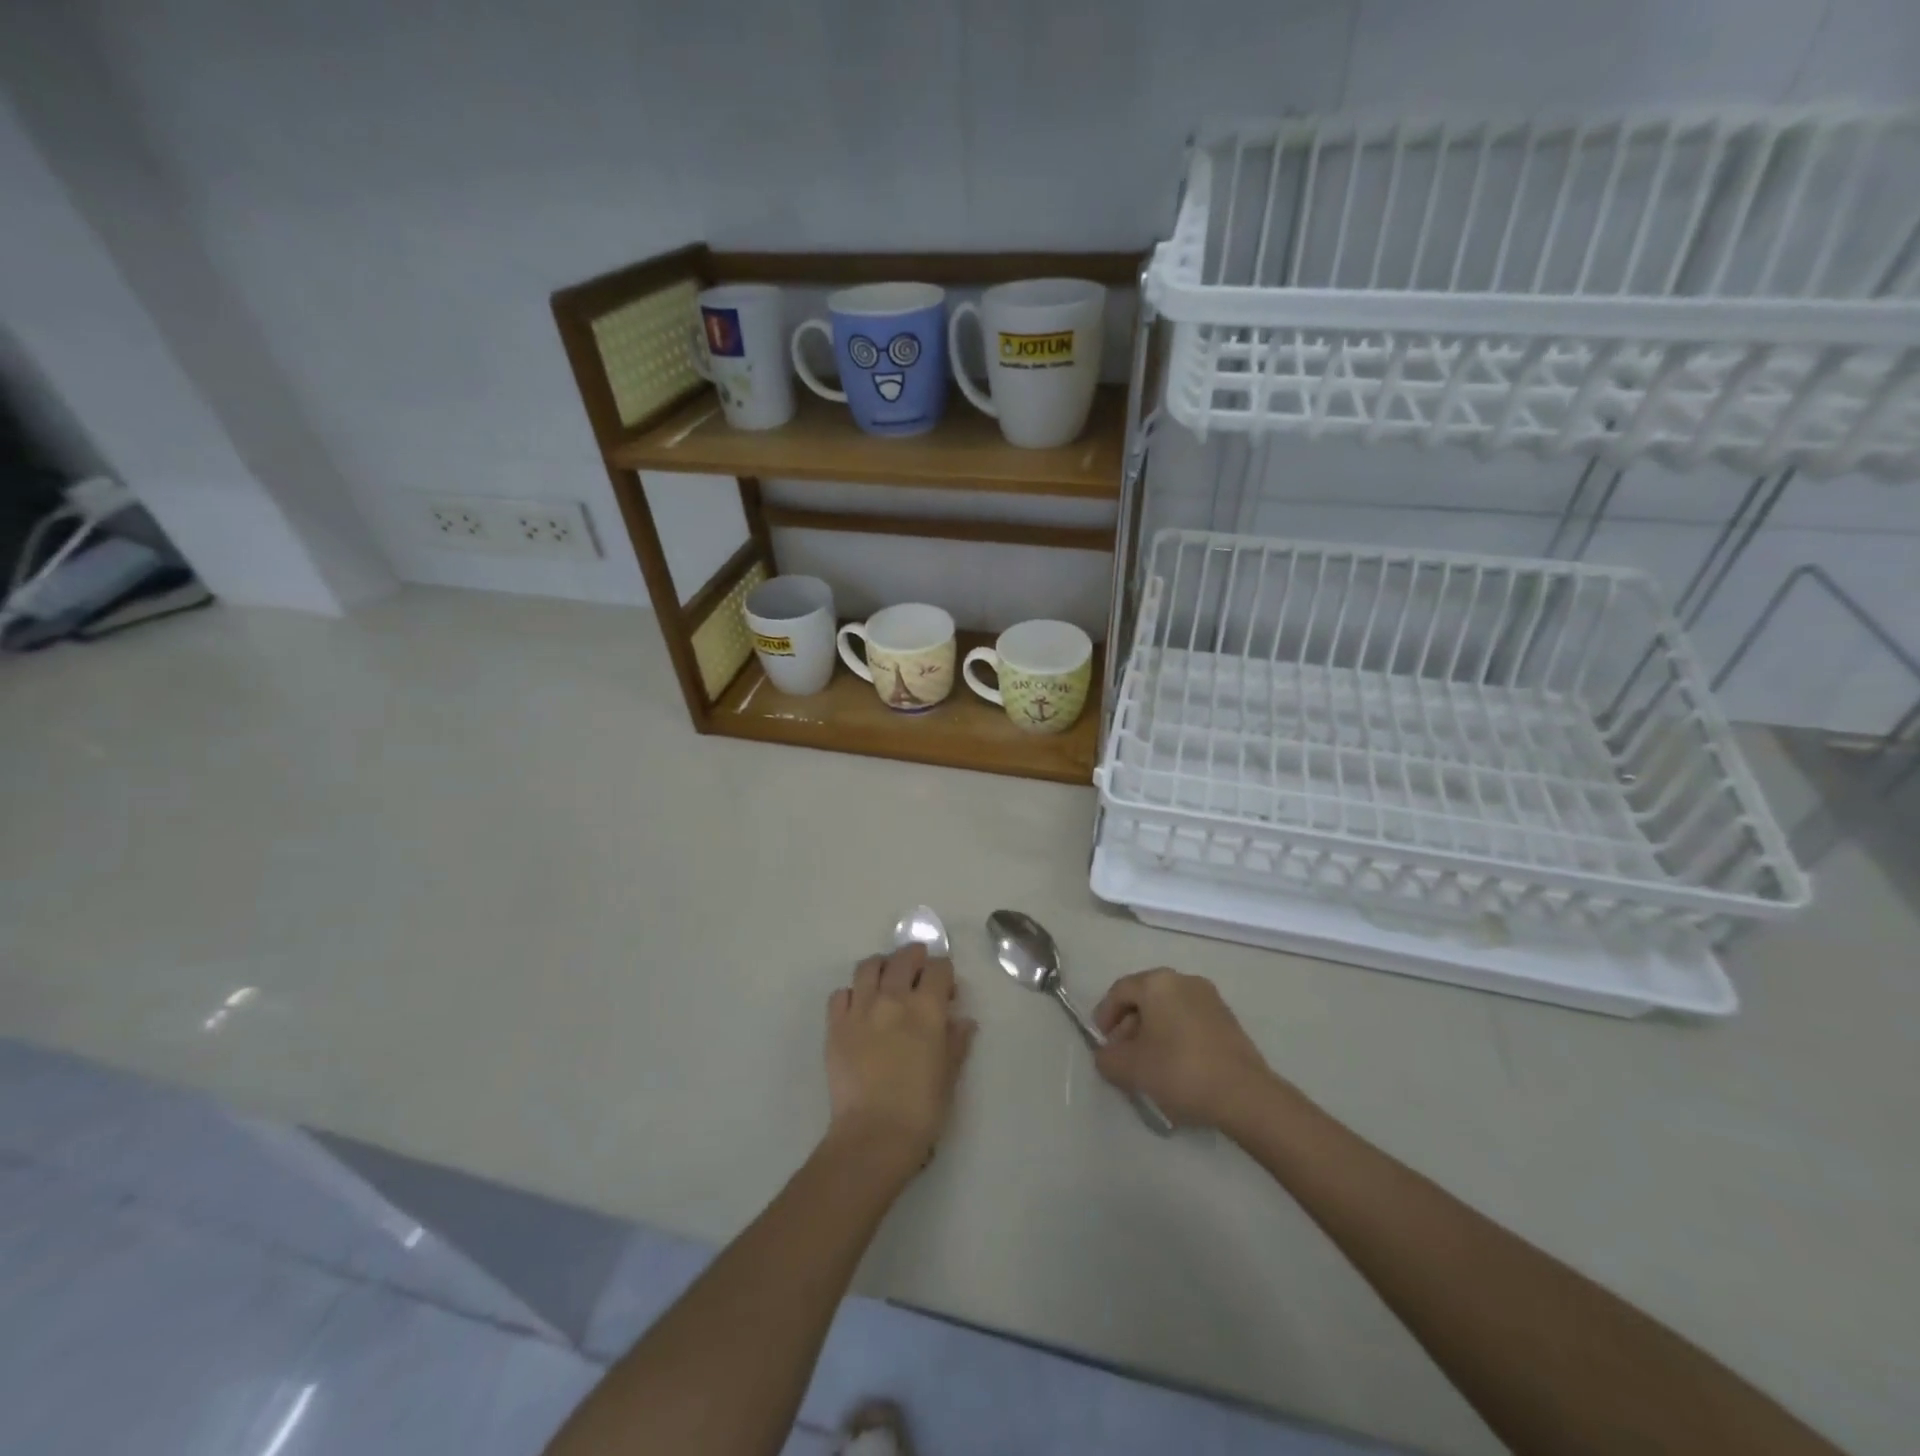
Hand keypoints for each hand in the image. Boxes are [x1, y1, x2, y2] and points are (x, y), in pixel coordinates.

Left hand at [825, 944, 976, 1171]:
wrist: (874, 1134)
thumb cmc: (922, 1108)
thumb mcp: (950, 1074)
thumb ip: (956, 1041)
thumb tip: (963, 1021)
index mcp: (926, 1008)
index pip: (938, 968)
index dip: (944, 972)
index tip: (946, 987)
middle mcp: (893, 998)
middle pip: (903, 958)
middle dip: (914, 956)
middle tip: (918, 967)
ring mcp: (860, 1009)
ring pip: (868, 966)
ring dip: (881, 966)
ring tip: (886, 978)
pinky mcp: (835, 1025)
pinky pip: (840, 994)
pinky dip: (851, 993)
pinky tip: (858, 1007)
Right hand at [1091, 969, 1281, 1131]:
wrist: (1244, 1094)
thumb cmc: (1179, 1071)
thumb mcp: (1131, 1069)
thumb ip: (1107, 1058)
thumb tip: (1106, 1055)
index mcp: (1157, 983)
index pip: (1120, 991)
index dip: (1104, 1015)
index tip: (1100, 1042)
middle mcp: (1183, 980)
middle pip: (1145, 998)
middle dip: (1128, 1026)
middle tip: (1122, 1056)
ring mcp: (1209, 998)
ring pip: (1168, 1009)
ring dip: (1152, 1032)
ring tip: (1147, 1065)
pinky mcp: (1227, 1019)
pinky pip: (1189, 1020)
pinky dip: (1175, 1036)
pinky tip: (1175, 1066)